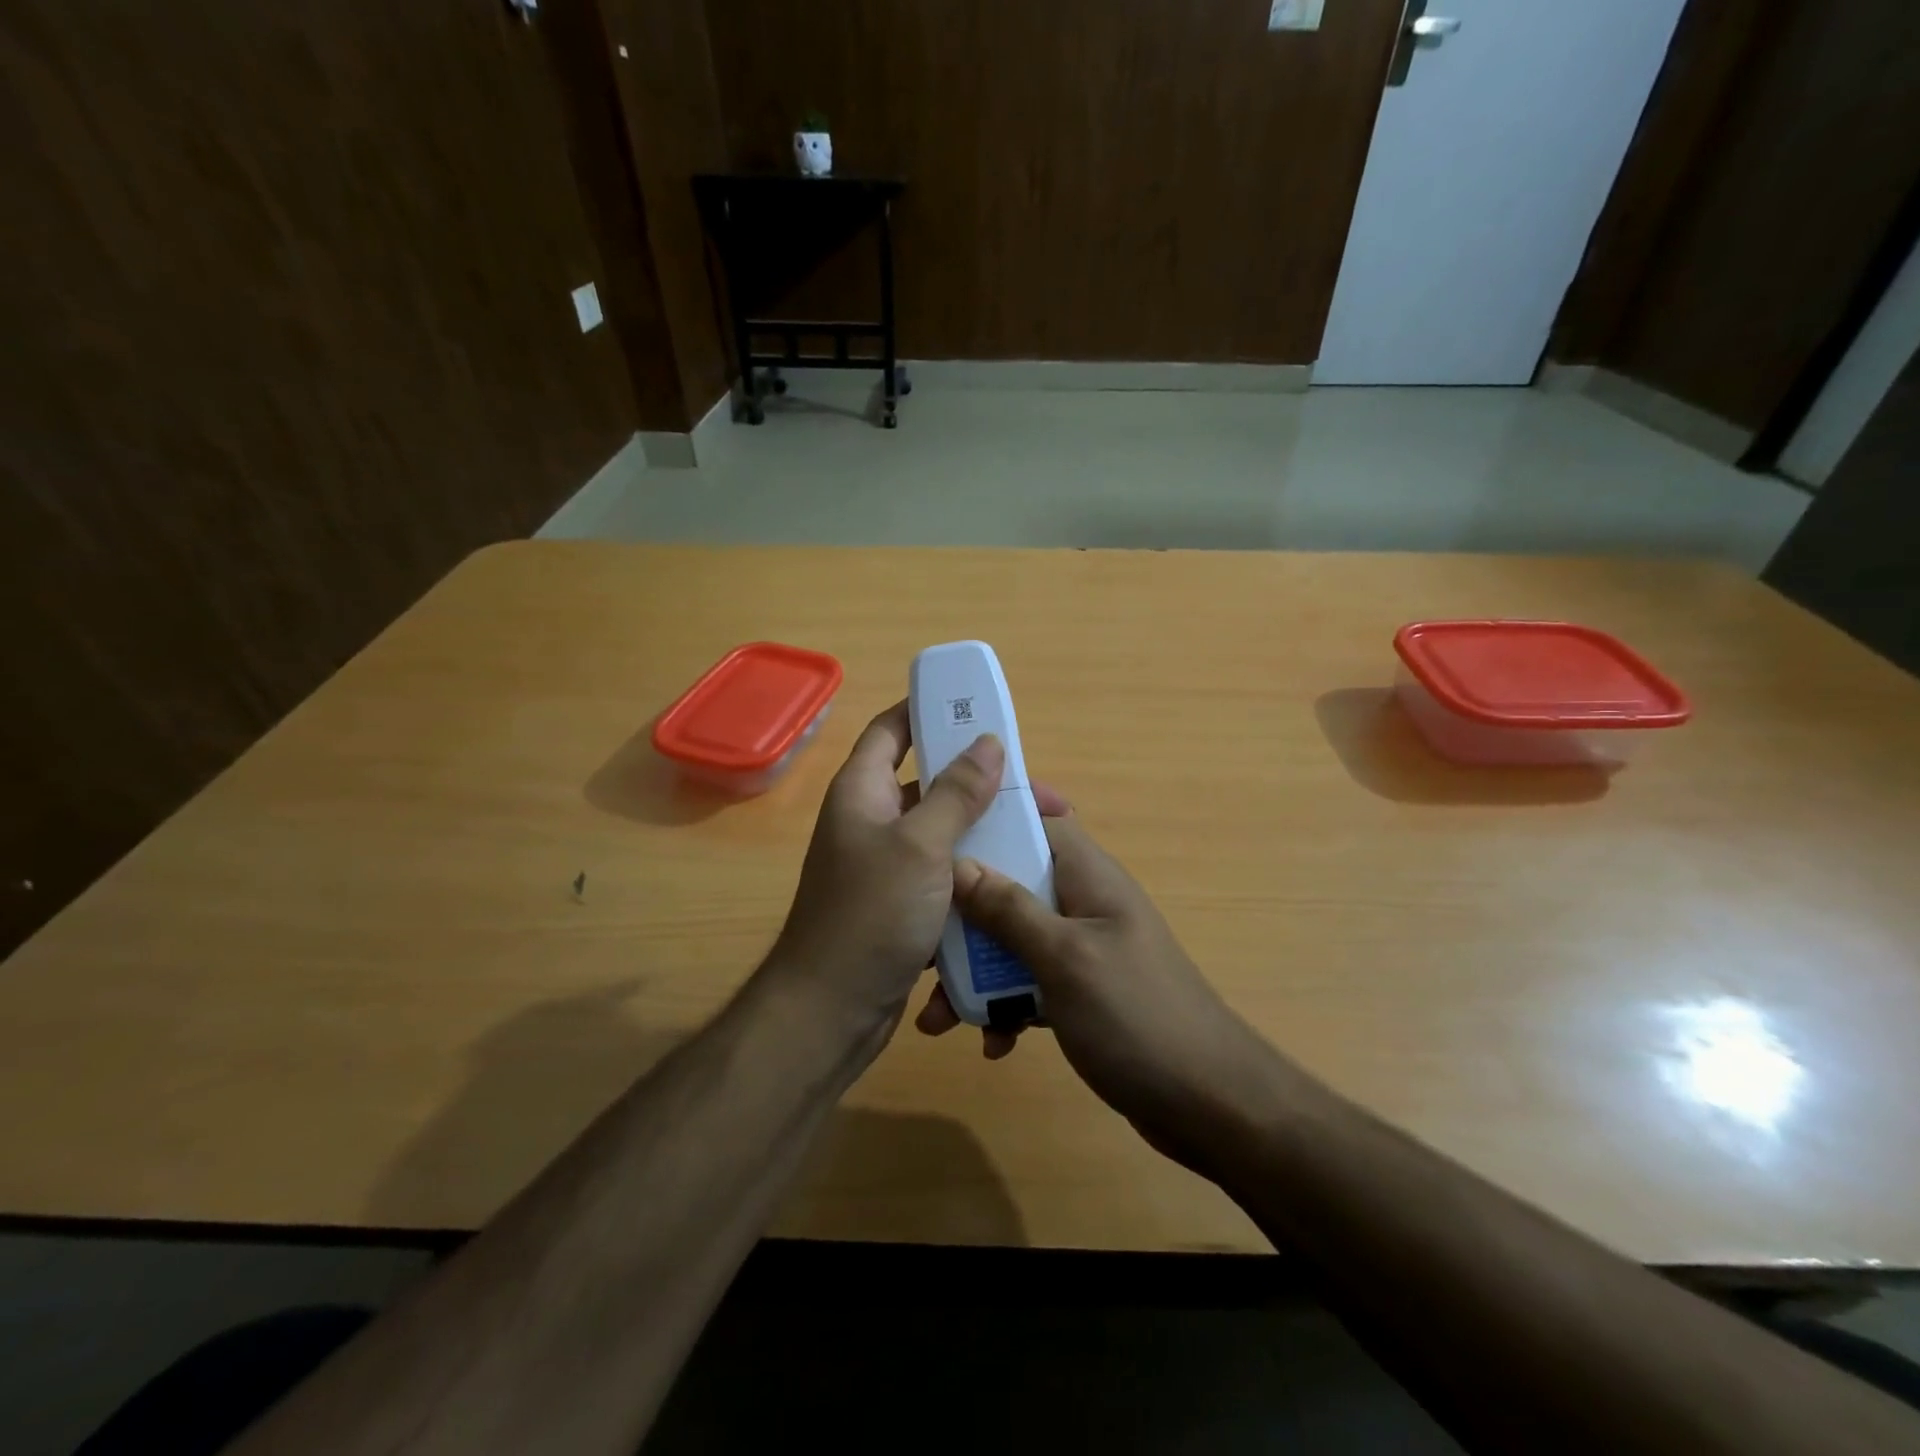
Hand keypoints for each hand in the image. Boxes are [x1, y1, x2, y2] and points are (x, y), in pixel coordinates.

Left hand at [765, 700, 1004, 1045]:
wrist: (831, 1012)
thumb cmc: (870, 915)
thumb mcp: (919, 846)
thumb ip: (955, 793)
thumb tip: (987, 742)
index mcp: (862, 792)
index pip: (891, 730)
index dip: (926, 711)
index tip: (975, 708)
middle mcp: (872, 822)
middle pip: (930, 784)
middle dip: (982, 783)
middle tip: (1037, 792)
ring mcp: (887, 866)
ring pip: (944, 833)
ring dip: (986, 831)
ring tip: (1040, 836)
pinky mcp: (904, 905)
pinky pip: (946, 875)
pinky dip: (977, 873)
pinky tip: (1018, 879)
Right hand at [915, 795, 1278, 1174]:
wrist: (1209, 1105)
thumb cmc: (1136, 1015)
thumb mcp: (1064, 958)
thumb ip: (1009, 910)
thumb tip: (958, 862)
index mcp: (1088, 876)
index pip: (1040, 820)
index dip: (994, 817)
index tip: (942, 830)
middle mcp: (1083, 904)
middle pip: (1011, 885)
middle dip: (964, 915)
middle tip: (922, 946)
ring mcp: (1082, 950)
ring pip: (1012, 940)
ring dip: (975, 972)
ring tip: (937, 1018)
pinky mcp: (1080, 994)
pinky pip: (1028, 984)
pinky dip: (1005, 1007)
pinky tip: (993, 1044)